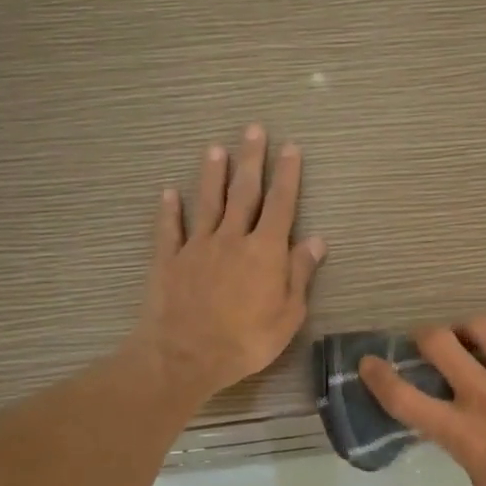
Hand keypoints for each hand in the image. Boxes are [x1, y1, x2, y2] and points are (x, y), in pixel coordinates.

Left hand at [127, 125, 326, 401]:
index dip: (287, 175)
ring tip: (215, 149)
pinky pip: (169, 229)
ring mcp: (197, 247)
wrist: (186, 356)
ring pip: (207, 202)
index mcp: (265, 251)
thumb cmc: (246, 341)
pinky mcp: (168, 260)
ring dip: (213, 175)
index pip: (281, 204)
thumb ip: (300, 274)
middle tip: (254, 129)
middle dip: (251, 160)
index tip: (290, 147)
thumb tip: (316, 240)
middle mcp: (231, 238)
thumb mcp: (288, 315)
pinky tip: (168, 193)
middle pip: (244, 193)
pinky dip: (169, 210)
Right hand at [359, 318, 485, 485]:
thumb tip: (461, 425)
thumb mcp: (483, 482)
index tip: (369, 363)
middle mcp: (483, 394)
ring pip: (482, 325)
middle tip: (433, 345)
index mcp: (460, 430)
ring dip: (471, 330)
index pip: (402, 397)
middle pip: (437, 341)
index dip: (378, 376)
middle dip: (426, 337)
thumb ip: (464, 446)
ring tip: (479, 340)